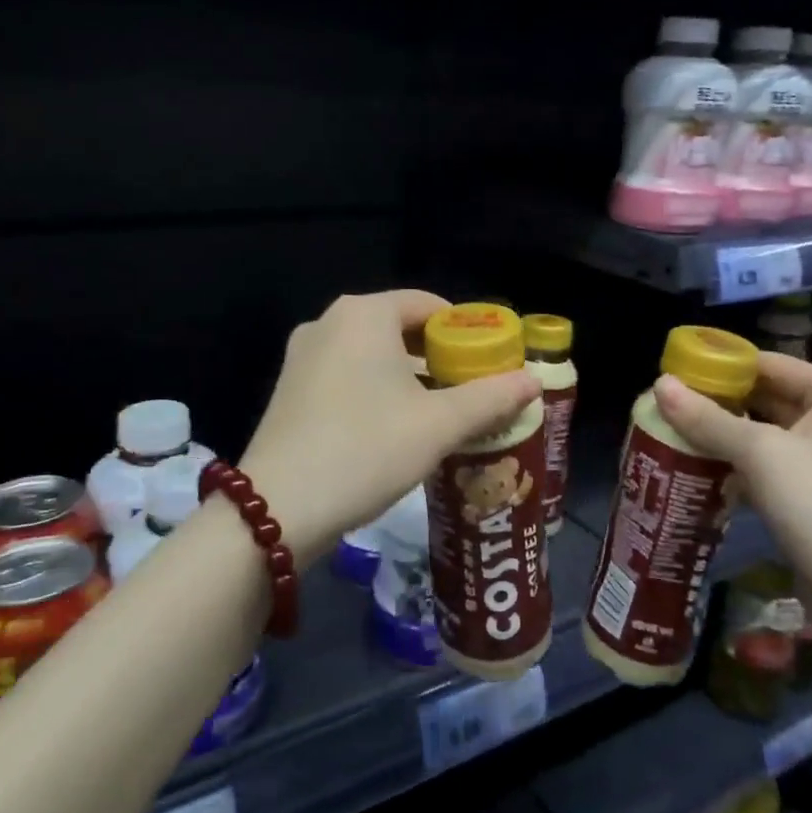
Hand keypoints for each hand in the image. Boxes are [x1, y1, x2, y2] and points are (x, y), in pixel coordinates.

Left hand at [240, 291, 540, 562]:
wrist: (278, 507)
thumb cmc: (367, 450)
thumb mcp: (438, 426)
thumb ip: (490, 398)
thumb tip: (533, 380)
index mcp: (364, 315)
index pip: (428, 305)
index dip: (465, 330)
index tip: (490, 362)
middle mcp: (328, 322)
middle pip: (398, 327)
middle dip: (437, 356)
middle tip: (471, 390)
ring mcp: (302, 355)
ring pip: (371, 353)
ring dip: (407, 376)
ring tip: (439, 411)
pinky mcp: (289, 388)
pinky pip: (345, 374)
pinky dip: (375, 388)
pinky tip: (393, 426)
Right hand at [652, 352, 811, 634]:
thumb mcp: (761, 454)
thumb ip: (707, 418)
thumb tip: (659, 383)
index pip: (768, 363)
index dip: (720, 366)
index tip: (672, 375)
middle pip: (764, 398)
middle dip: (716, 403)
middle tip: (663, 407)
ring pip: (763, 436)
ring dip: (720, 437)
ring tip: (669, 434)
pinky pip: (767, 468)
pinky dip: (735, 466)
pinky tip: (696, 470)